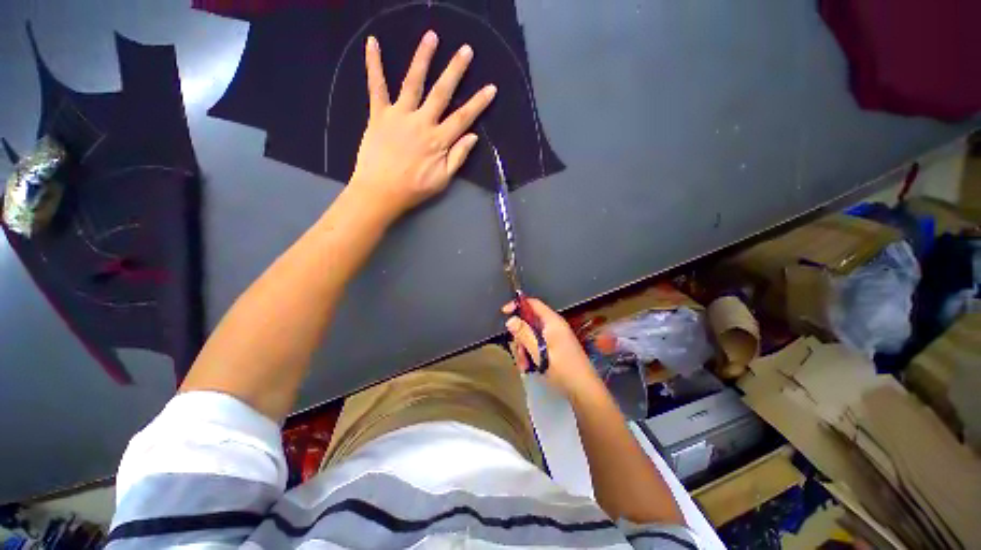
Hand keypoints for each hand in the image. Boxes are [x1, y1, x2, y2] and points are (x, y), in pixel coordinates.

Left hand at [348, 31, 496, 220]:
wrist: (380, 191)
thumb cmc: (414, 189)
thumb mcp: (443, 180)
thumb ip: (458, 157)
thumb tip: (473, 136)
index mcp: (438, 140)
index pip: (463, 118)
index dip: (478, 103)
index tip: (490, 87)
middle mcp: (422, 122)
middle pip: (442, 93)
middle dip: (455, 71)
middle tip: (465, 50)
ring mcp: (400, 115)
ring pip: (413, 83)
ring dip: (423, 58)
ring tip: (431, 37)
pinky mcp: (379, 115)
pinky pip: (376, 87)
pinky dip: (373, 65)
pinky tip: (373, 43)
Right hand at [502, 298, 602, 397]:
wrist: (584, 390)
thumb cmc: (563, 369)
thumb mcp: (540, 352)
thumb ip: (524, 334)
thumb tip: (510, 320)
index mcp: (552, 322)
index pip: (533, 304)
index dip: (518, 305)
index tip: (504, 313)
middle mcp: (553, 326)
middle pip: (529, 322)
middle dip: (520, 336)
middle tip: (518, 352)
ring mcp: (554, 337)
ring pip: (531, 335)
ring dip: (524, 348)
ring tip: (524, 365)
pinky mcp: (554, 347)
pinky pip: (537, 344)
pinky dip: (530, 353)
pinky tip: (529, 367)